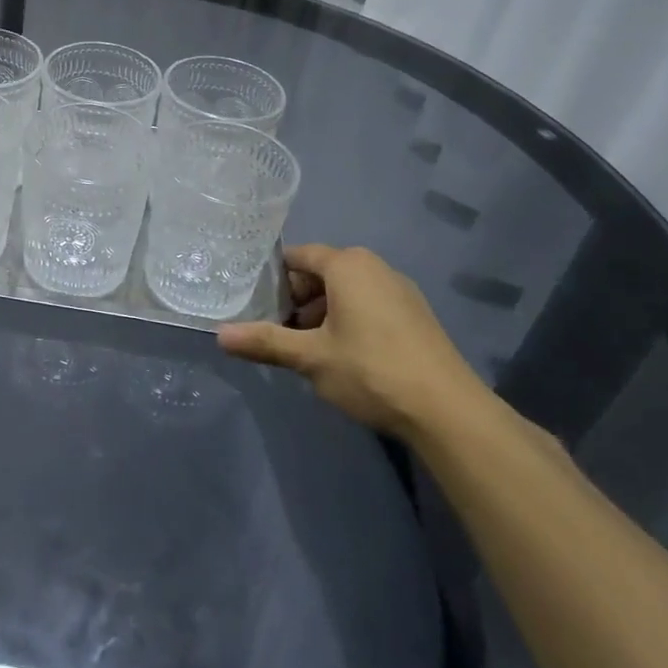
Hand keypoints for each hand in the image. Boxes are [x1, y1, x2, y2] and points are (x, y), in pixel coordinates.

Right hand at [217, 244, 485, 438]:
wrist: (447, 411)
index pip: (298, 256)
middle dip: (297, 301)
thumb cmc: (370, 370)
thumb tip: (219, 335)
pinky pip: (370, 306)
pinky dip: (350, 322)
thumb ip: (265, 341)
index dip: (274, 279)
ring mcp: (401, 291)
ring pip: (347, 292)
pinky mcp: (416, 316)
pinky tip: (344, 358)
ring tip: (307, 350)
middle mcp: (375, 267)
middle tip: (278, 331)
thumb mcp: (310, 357)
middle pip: (322, 274)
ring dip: (322, 315)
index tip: (255, 304)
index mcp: (348, 265)